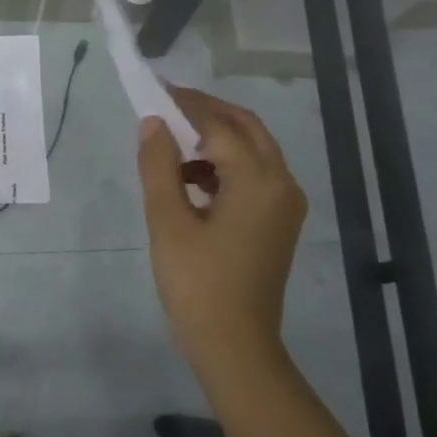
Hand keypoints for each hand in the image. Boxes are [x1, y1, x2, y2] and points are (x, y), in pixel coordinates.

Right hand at [137, 86, 308, 372]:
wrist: (235, 347)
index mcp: (259, 181)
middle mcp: (282, 184)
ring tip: (169, 143)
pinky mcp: (277, 223)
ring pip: (251, 151)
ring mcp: (284, 205)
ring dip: (214, 139)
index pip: (219, 126)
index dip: (184, 106)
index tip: (154, 89)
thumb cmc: (198, 284)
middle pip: (246, 129)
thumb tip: (152, 123)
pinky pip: (252, 177)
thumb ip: (159, 166)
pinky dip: (222, 166)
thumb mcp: (168, 222)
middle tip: (166, 105)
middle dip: (206, 112)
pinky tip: (189, 179)